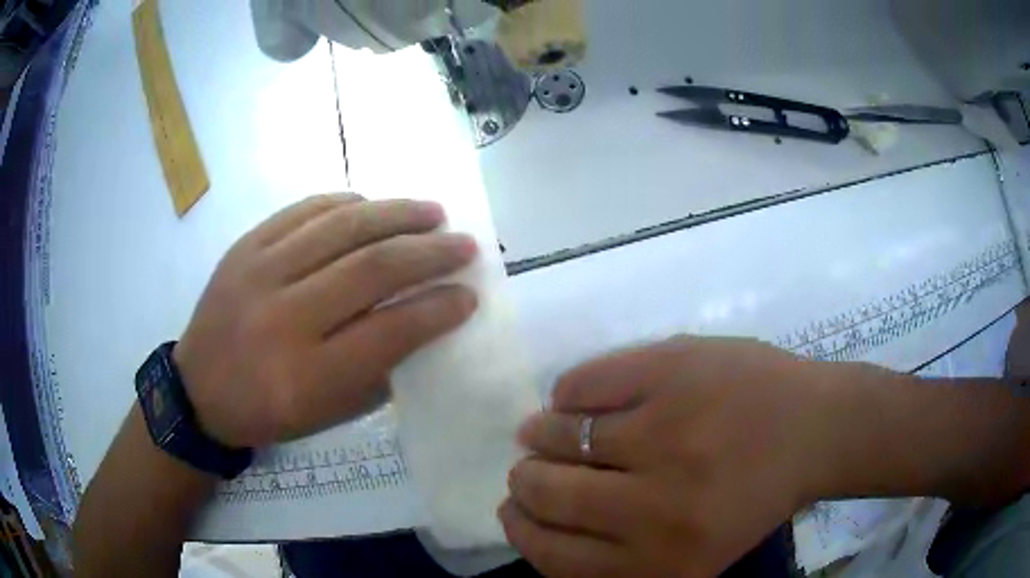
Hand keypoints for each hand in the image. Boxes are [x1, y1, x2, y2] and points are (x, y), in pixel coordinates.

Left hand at [173, 193, 477, 447]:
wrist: (198, 389)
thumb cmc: (267, 411)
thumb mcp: (327, 414)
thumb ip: (377, 370)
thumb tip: (423, 319)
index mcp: (307, 375)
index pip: (389, 331)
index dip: (437, 308)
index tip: (469, 294)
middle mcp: (283, 317)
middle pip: (370, 268)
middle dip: (429, 253)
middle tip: (463, 245)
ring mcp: (259, 272)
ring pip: (341, 227)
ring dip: (396, 214)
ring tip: (432, 212)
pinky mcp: (244, 246)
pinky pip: (304, 210)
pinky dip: (346, 202)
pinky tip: (372, 205)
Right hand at [501, 337, 841, 577]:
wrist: (818, 429)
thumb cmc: (754, 498)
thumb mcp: (689, 557)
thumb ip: (618, 558)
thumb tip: (544, 524)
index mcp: (659, 562)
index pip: (552, 557)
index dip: (523, 533)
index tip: (515, 513)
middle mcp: (655, 507)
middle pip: (546, 493)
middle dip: (525, 481)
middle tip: (527, 471)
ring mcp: (664, 431)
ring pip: (556, 434)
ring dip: (539, 434)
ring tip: (541, 432)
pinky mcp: (671, 370)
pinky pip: (582, 383)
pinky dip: (567, 393)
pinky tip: (575, 399)